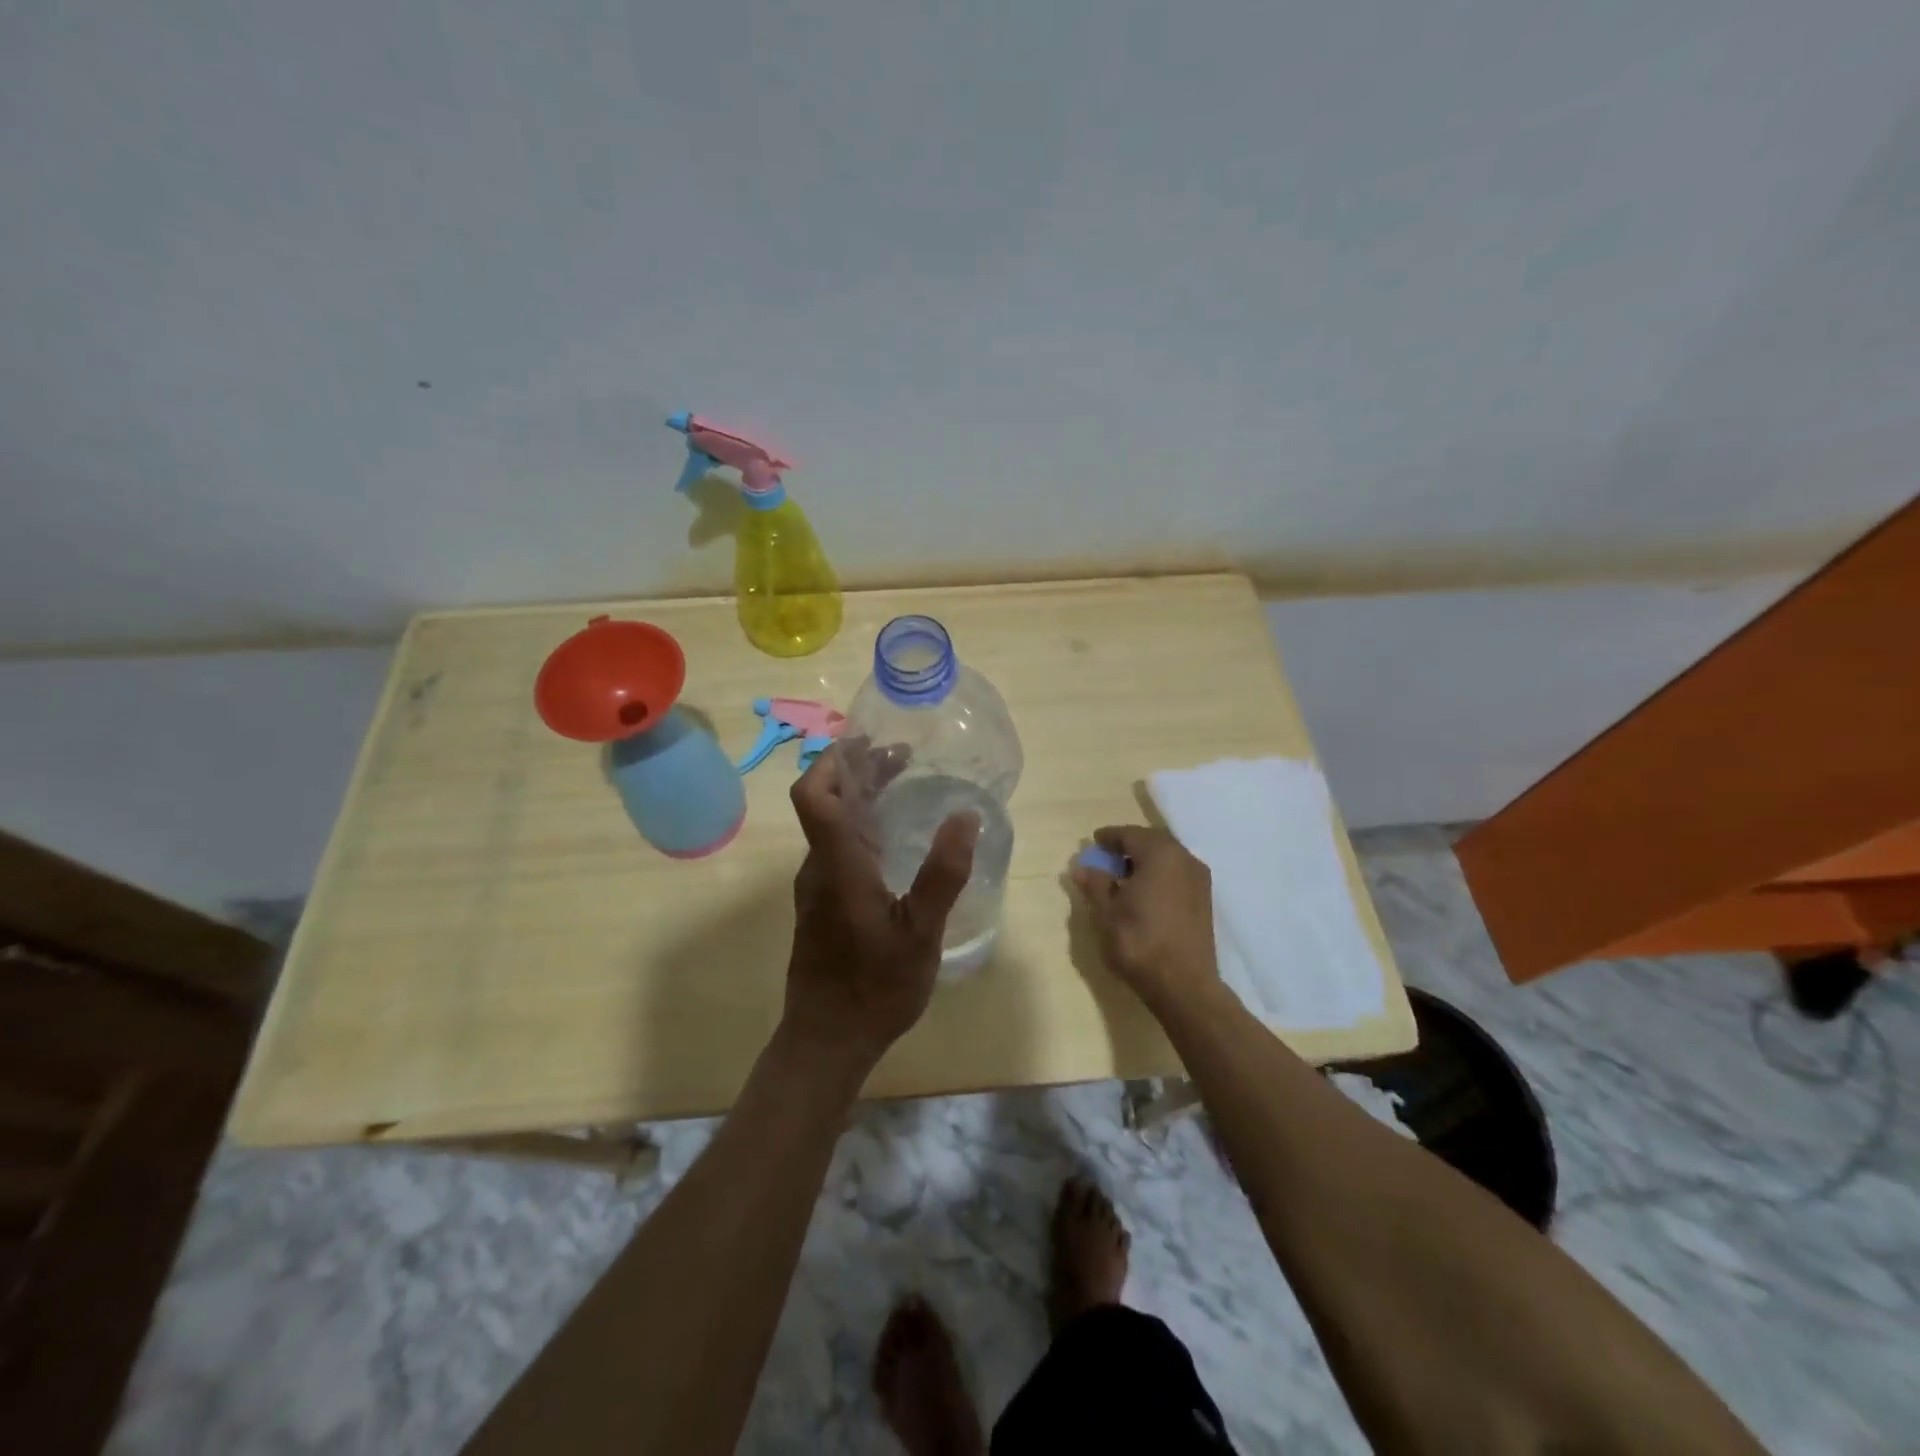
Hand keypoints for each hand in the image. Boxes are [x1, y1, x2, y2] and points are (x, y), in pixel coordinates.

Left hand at [780, 738, 979, 1073]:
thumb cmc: (874, 987)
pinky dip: (861, 827)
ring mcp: (817, 887)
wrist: (827, 1040)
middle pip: (825, 802)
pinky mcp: (823, 905)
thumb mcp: (921, 932)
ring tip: (903, 786)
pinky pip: (837, 849)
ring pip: (831, 826)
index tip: (869, 742)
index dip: (833, 760)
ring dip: (860, 798)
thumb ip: (942, 874)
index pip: (814, 795)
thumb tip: (964, 816)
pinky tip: (894, 840)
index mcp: (837, 864)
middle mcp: (819, 867)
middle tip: (902, 757)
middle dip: (857, 771)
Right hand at [1070, 825, 1219, 1014]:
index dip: (1109, 837)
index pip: (1130, 834)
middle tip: (1107, 858)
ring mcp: (1199, 879)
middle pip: (1152, 842)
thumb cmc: (1139, 942)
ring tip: (1124, 877)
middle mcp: (1184, 859)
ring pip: (1167, 858)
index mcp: (1159, 854)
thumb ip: (1095, 884)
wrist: (1183, 985)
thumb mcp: (1106, 912)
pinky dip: (1160, 875)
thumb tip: (1083, 867)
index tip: (1093, 842)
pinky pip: (1177, 874)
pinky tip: (1145, 893)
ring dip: (1145, 861)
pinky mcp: (1204, 900)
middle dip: (1129, 846)